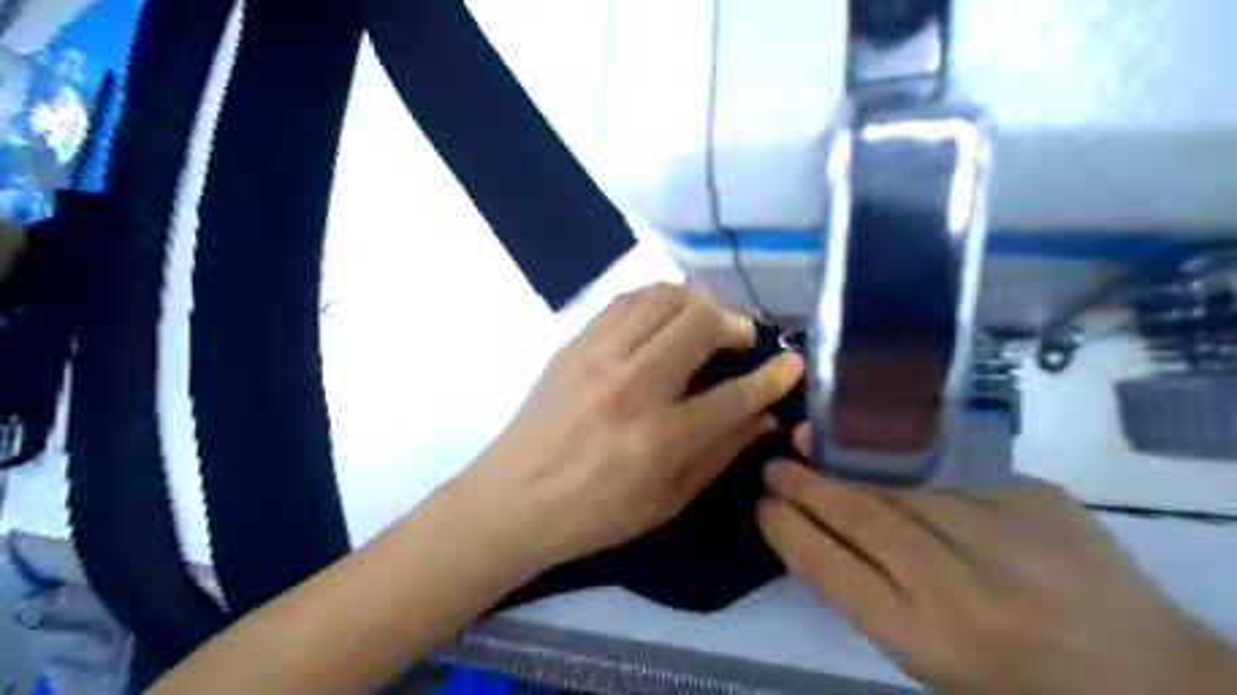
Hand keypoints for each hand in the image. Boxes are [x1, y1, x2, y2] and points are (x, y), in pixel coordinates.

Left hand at [453, 286, 803, 573]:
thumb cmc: (596, 513)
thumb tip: (767, 418)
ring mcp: (598, 358)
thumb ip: (722, 453)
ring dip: (696, 302)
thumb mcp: (669, 499)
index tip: (792, 363)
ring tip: (704, 321)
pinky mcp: (574, 344)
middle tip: (739, 338)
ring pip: (662, 298)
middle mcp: (632, 387)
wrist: (514, 498)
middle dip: (734, 323)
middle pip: (700, 323)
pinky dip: (656, 300)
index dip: (773, 377)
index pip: (734, 395)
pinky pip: (625, 301)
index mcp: (660, 440)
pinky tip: (663, 317)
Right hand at [754, 426, 1236, 694]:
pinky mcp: (1031, 497)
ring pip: (894, 482)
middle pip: (856, 516)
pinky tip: (874, 442)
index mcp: (922, 638)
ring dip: (842, 460)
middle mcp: (953, 583)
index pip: (827, 569)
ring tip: (809, 443)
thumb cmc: (1017, 683)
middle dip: (804, 485)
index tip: (762, 505)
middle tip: (774, 465)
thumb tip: (816, 531)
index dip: (787, 530)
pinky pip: (946, 468)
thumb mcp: (930, 660)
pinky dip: (900, 456)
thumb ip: (871, 596)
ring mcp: (998, 533)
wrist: (1147, 677)